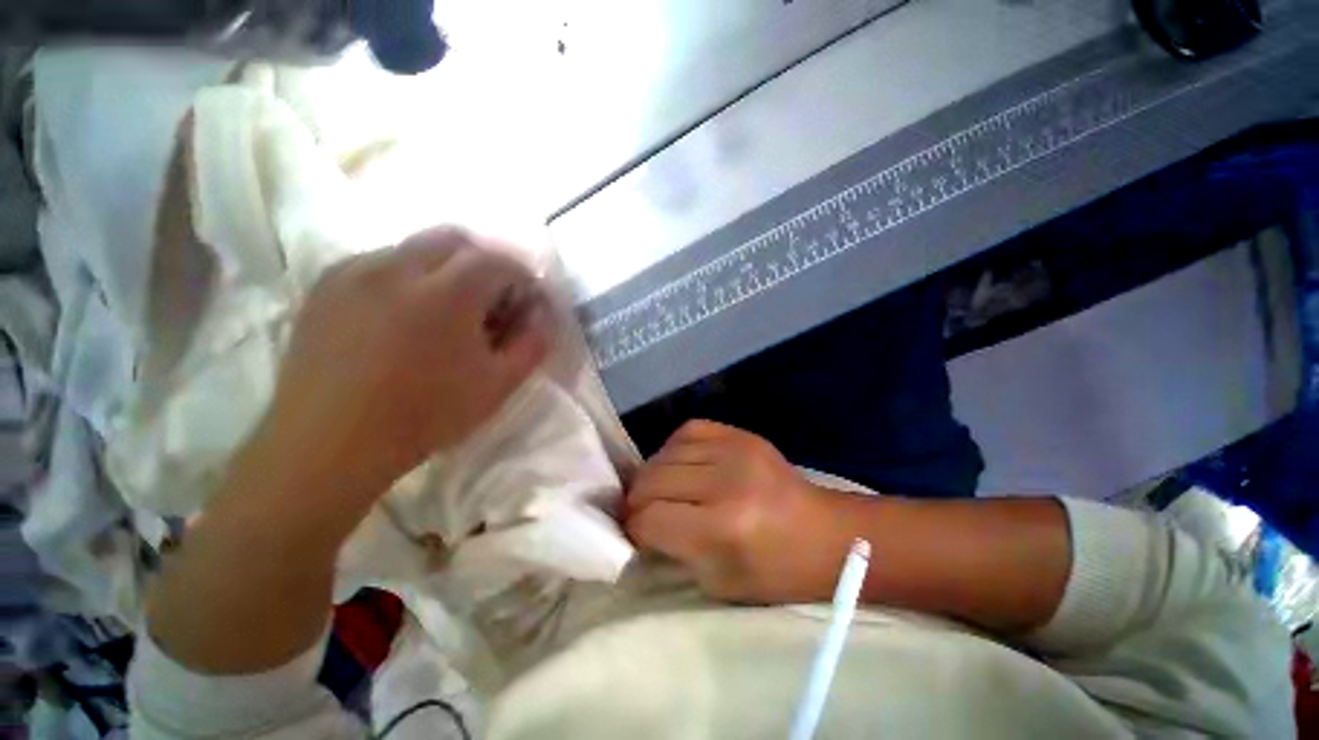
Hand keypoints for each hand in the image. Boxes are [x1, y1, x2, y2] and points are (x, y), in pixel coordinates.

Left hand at [247, 226, 552, 511]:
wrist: (328, 445)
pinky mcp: (326, 284)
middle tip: (492, 300)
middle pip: (456, 238)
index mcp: (446, 294)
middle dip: (485, 263)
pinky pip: (381, 262)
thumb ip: (532, 344)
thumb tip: (542, 314)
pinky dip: (408, 277)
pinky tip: (406, 315)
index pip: (498, 260)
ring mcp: (355, 271)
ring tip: (448, 311)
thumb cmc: (425, 416)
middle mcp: (397, 267)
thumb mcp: (498, 386)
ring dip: (446, 269)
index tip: (527, 302)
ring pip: (416, 247)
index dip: (522, 277)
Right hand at [624, 420, 851, 602]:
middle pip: (651, 481)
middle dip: (637, 501)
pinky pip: (689, 430)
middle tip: (642, 512)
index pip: (649, 518)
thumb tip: (639, 525)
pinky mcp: (741, 434)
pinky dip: (674, 448)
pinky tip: (681, 463)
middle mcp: (724, 481)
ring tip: (660, 489)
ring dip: (654, 475)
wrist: (827, 534)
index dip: (634, 529)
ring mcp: (734, 450)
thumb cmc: (776, 572)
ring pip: (665, 454)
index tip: (636, 535)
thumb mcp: (718, 581)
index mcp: (721, 527)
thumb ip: (672, 551)